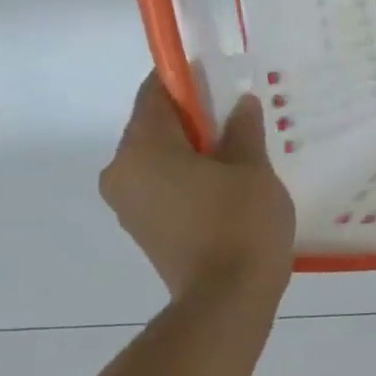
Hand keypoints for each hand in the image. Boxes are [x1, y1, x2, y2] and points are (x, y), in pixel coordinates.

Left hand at [100, 74, 296, 298]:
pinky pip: (162, 186)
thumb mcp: (253, 169)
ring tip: (241, 153)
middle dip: (195, 118)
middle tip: (240, 118)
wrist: (227, 300)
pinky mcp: (143, 229)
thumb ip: (243, 130)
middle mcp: (121, 172)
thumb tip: (239, 104)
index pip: (155, 93)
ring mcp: (128, 204)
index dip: (186, 78)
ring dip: (194, 150)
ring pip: (159, 158)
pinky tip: (228, 185)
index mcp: (143, 148)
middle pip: (155, 126)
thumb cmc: (241, 224)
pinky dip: (189, 177)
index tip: (220, 75)